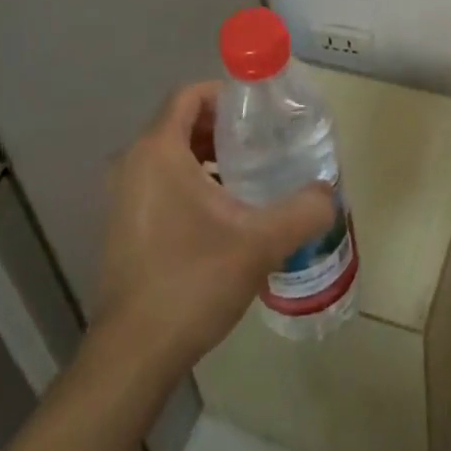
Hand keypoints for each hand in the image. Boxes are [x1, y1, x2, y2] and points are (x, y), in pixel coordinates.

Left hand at [94, 81, 334, 374]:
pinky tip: (224, 214)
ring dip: (210, 156)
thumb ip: (302, 210)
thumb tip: (329, 193)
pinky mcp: (123, 225)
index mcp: (157, 151)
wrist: (133, 356)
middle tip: (265, 144)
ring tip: (251, 177)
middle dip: (225, 127)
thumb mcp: (259, 242)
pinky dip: (192, 181)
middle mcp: (132, 164)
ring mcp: (122, 196)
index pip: (190, 94)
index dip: (228, 94)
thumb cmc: (191, 282)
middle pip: (182, 122)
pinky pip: (160, 182)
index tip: (262, 112)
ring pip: (171, 154)